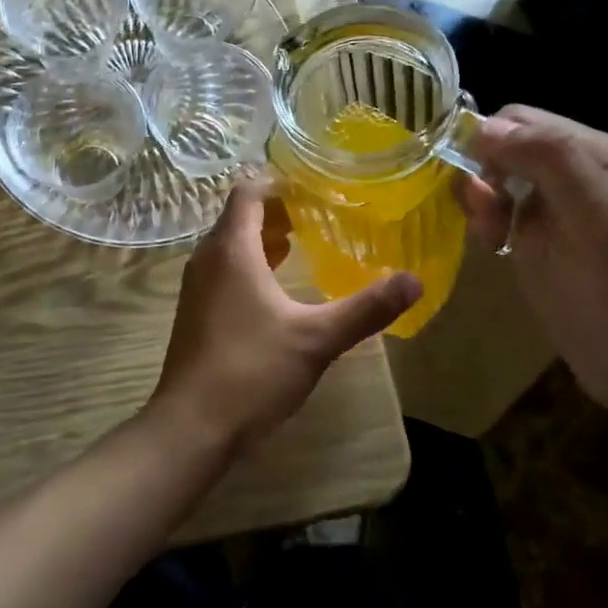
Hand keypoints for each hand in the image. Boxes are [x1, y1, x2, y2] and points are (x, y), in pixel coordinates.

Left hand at [147, 181, 420, 455]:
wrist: (192, 425)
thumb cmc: (252, 370)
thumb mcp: (316, 339)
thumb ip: (366, 308)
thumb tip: (415, 281)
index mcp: (231, 249)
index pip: (248, 191)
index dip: (279, 181)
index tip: (316, 185)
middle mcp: (208, 258)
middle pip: (240, 215)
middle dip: (278, 209)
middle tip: (321, 211)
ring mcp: (197, 286)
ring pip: (231, 244)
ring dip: (264, 238)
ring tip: (306, 240)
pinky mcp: (196, 311)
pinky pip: (225, 269)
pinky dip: (251, 264)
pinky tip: (280, 286)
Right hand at [456, 106, 607, 412]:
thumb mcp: (595, 216)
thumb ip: (549, 159)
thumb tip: (483, 127)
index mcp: (599, 155)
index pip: (523, 120)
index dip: (490, 142)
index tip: (478, 185)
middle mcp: (578, 173)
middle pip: (507, 146)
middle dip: (483, 173)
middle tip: (485, 216)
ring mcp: (559, 209)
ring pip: (498, 178)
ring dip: (482, 199)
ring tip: (490, 236)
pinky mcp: (542, 241)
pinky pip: (501, 211)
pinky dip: (487, 221)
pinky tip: (494, 245)